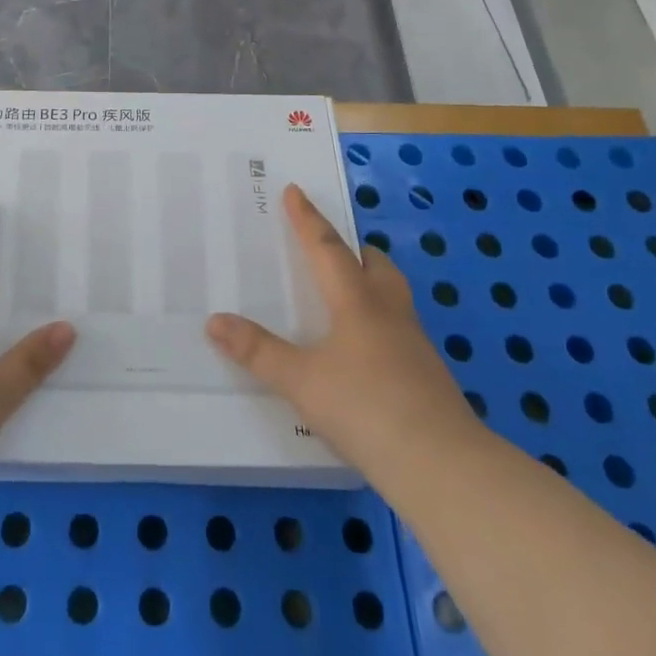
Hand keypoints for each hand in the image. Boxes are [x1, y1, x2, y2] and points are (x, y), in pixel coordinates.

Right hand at [207, 184, 481, 478]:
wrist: (441, 464)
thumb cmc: (365, 408)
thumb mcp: (300, 381)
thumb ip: (257, 351)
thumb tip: (214, 321)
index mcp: (357, 302)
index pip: (327, 248)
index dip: (307, 219)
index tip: (295, 191)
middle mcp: (388, 312)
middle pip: (375, 264)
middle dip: (352, 248)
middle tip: (330, 246)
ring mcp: (414, 343)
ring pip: (392, 294)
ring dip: (370, 281)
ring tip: (346, 292)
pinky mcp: (426, 373)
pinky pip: (398, 327)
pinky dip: (378, 319)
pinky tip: (364, 348)